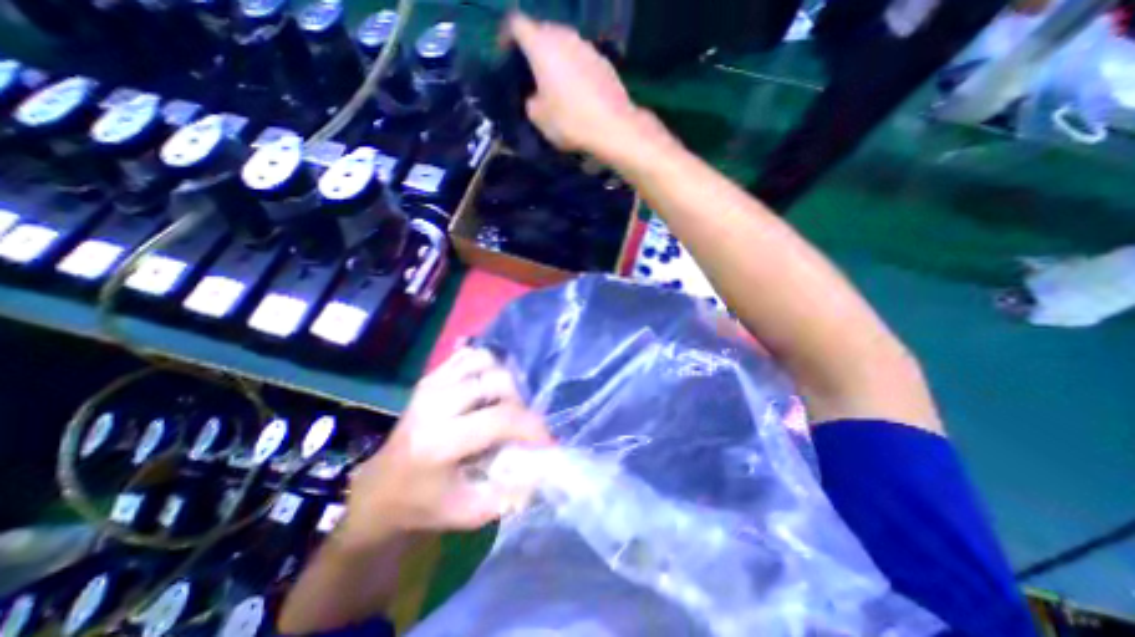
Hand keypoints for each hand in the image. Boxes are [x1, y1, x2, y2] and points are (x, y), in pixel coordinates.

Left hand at [334, 347, 551, 548]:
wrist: (380, 489)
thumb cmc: (424, 505)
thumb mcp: (470, 512)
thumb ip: (511, 493)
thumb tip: (544, 467)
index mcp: (440, 442)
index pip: (501, 418)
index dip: (532, 426)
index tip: (546, 440)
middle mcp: (435, 404)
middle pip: (497, 381)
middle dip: (519, 402)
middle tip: (519, 424)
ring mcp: (431, 385)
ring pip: (485, 361)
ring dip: (503, 381)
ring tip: (503, 405)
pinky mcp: (430, 377)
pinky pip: (469, 356)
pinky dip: (486, 367)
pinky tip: (486, 390)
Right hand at [507, 11, 656, 162]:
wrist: (613, 127)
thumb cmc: (570, 121)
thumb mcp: (539, 118)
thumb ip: (530, 101)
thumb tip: (535, 97)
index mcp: (542, 45)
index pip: (516, 24)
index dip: (506, 35)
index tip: (505, 54)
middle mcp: (564, 36)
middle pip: (542, 30)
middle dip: (533, 47)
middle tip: (529, 70)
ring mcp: (587, 46)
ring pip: (564, 43)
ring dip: (555, 57)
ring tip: (553, 81)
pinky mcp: (603, 60)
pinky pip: (580, 57)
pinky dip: (573, 67)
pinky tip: (576, 89)